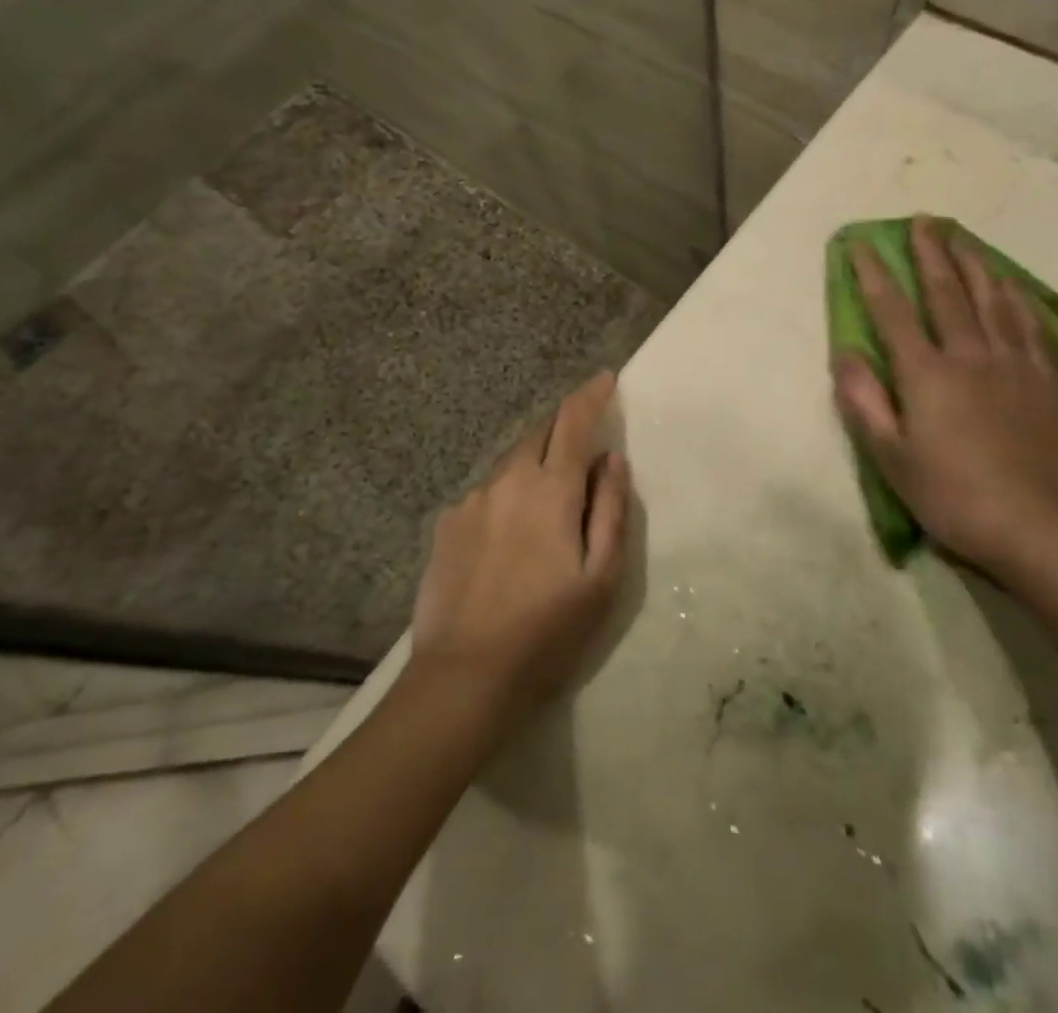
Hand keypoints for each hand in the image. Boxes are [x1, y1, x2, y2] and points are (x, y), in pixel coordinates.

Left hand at [410, 371, 630, 727]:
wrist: (463, 679)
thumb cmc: (547, 632)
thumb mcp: (601, 578)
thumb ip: (609, 510)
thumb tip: (611, 459)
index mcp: (549, 490)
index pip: (573, 421)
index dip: (591, 395)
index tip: (605, 378)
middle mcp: (506, 481)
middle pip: (539, 433)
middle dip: (563, 427)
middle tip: (583, 446)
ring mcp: (470, 501)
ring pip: (511, 463)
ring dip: (534, 465)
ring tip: (546, 505)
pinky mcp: (446, 525)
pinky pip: (486, 494)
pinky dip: (506, 496)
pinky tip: (509, 538)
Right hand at [833, 216, 1057, 574]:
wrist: (1034, 526)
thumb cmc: (950, 494)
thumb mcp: (890, 457)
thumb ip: (864, 401)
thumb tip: (844, 354)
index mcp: (927, 374)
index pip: (892, 311)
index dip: (873, 275)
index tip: (861, 245)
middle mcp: (970, 355)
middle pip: (947, 292)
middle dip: (930, 253)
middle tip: (923, 220)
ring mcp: (1014, 365)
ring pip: (993, 300)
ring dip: (975, 264)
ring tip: (964, 239)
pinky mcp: (1046, 381)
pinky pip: (1031, 327)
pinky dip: (1018, 300)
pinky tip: (1014, 287)